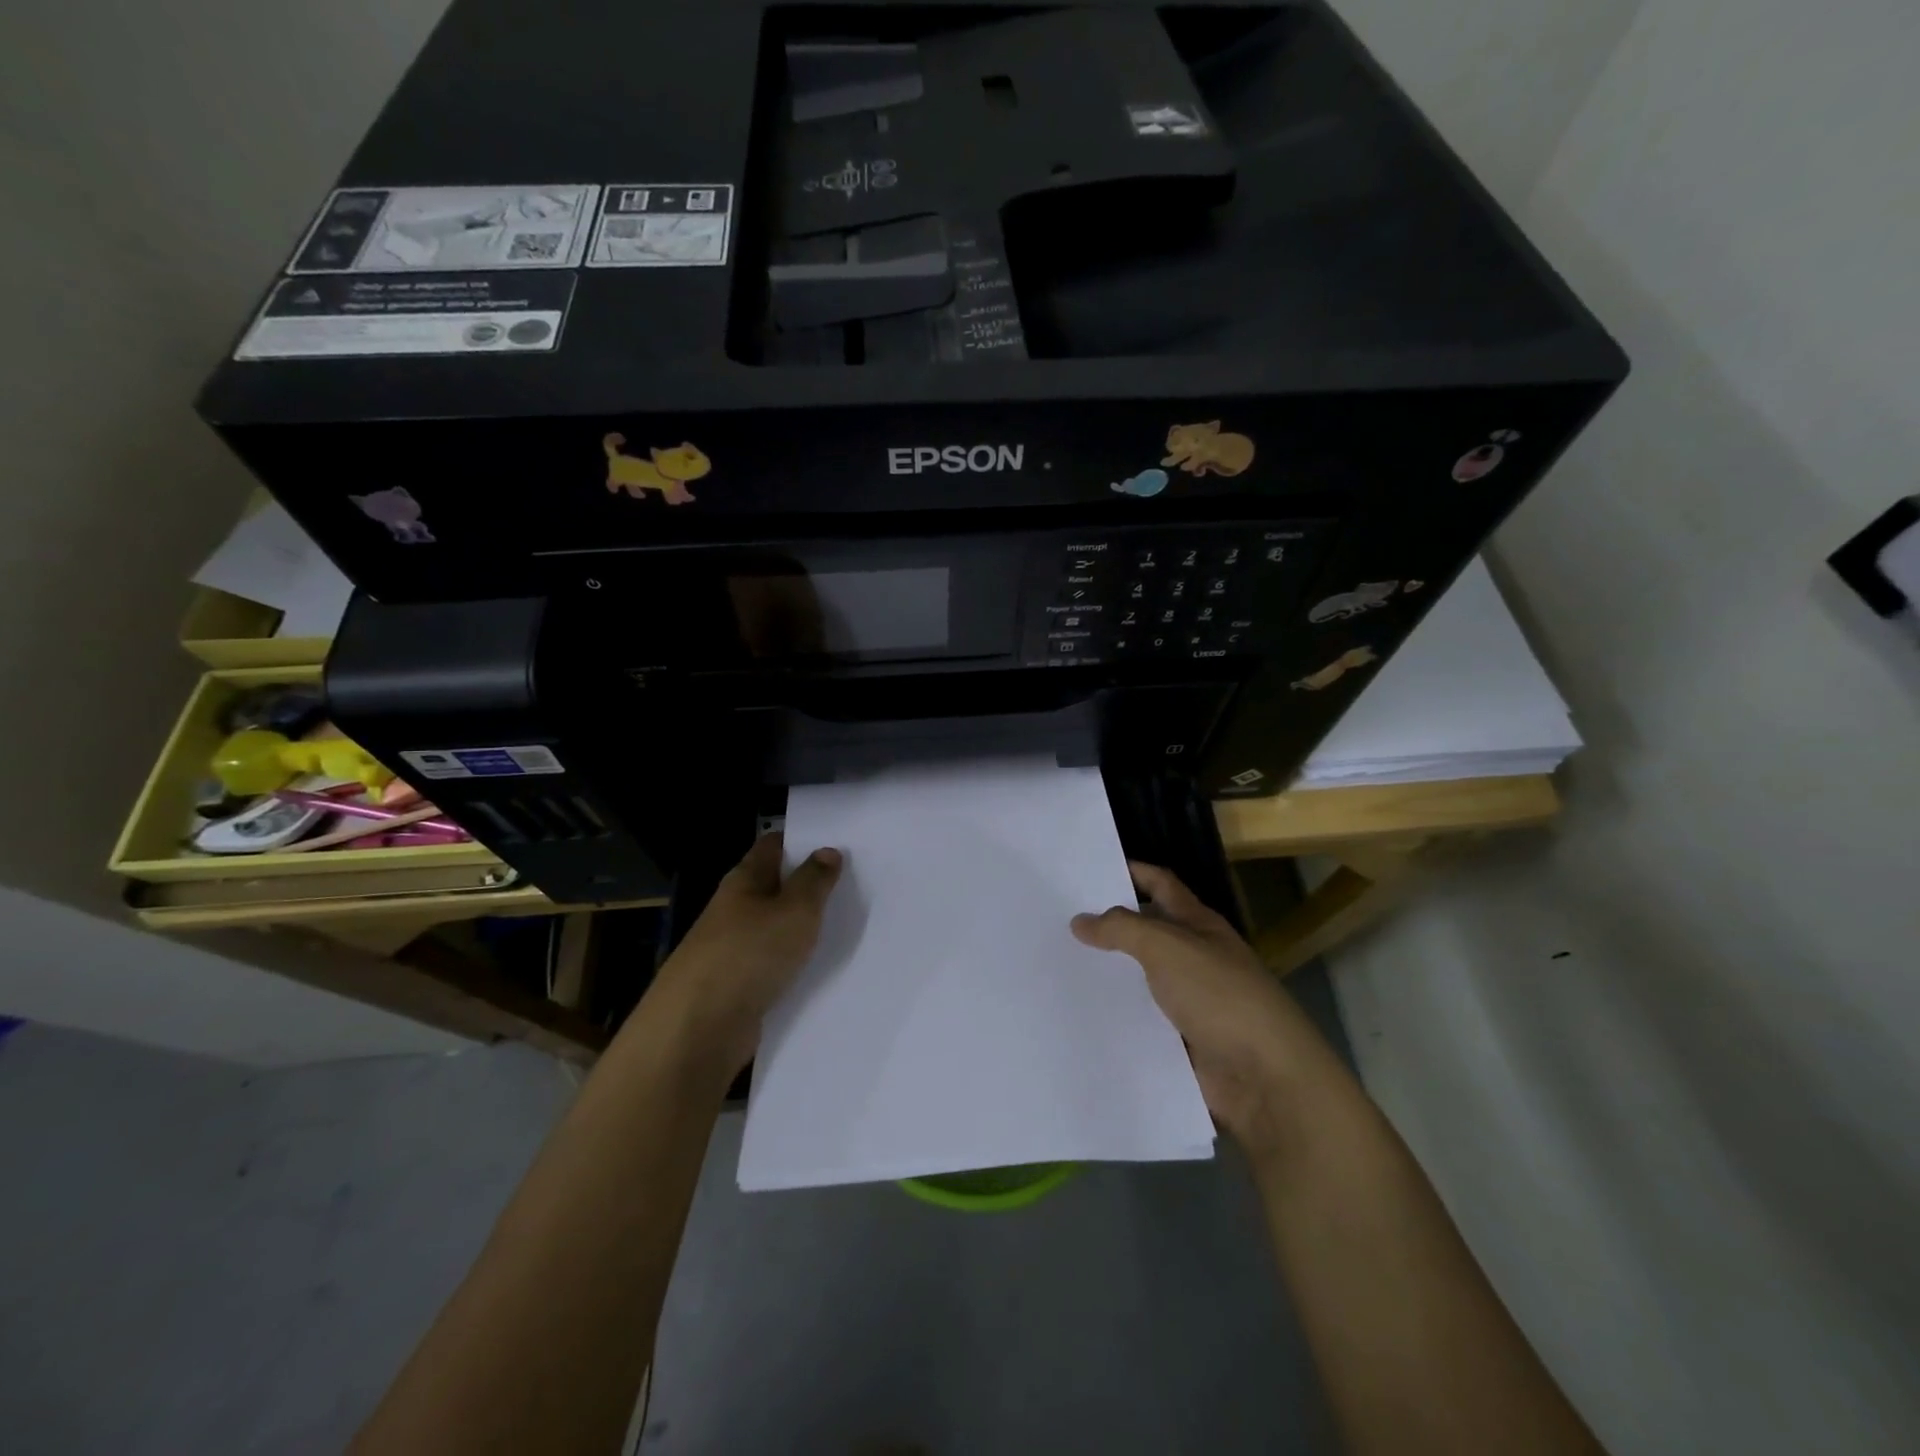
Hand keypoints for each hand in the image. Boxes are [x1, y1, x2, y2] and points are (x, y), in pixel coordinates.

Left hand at [646, 833, 842, 1078]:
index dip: (801, 840)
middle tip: (856, 881)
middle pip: (775, 886)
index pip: (772, 846)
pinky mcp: (738, 986)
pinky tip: (823, 967)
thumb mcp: (794, 910)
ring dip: (803, 926)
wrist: (698, 1029)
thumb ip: (814, 880)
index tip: (837, 841)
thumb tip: (827, 851)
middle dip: (808, 883)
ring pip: (775, 927)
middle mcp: (735, 909)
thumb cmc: (749, 954)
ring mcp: (733, 949)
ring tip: (849, 922)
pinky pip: (773, 964)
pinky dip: (795, 962)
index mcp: (744, 881)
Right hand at [1071, 862, 1337, 1149]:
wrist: (1266, 1079)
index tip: (1088, 869)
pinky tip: (1079, 1013)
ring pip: (1140, 977)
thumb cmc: (1220, 997)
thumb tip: (1081, 920)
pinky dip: (1115, 1014)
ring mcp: (1189, 1000)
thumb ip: (1122, 929)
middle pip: (1147, 930)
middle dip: (1108, 923)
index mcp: (1199, 925)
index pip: (1161, 884)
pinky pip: (1141, 1019)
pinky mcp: (1181, 1040)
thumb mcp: (1168, 948)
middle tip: (1058, 918)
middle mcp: (1194, 957)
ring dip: (1107, 971)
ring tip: (1058, 964)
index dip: (1131, 872)